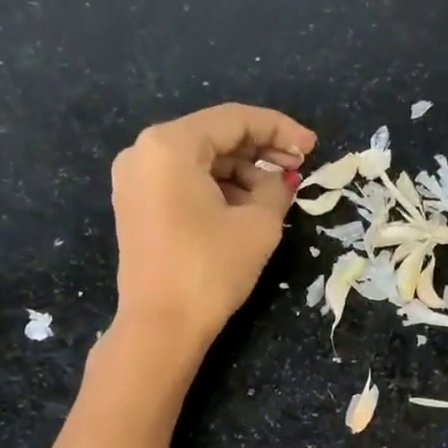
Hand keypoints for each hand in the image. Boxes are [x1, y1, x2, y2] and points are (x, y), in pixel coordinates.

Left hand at [111, 103, 316, 353]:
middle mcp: (144, 151)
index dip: (280, 130)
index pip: (235, 120)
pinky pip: (183, 182)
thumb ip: (276, 188)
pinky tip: (246, 207)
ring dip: (241, 173)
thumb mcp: (258, 225)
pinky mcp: (136, 207)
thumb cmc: (210, 269)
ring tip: (276, 196)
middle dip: (260, 151)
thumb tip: (281, 179)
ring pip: (199, 161)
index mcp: (170, 144)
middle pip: (214, 137)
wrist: (161, 327)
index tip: (313, 149)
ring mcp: (135, 180)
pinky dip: (217, 189)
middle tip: (298, 170)